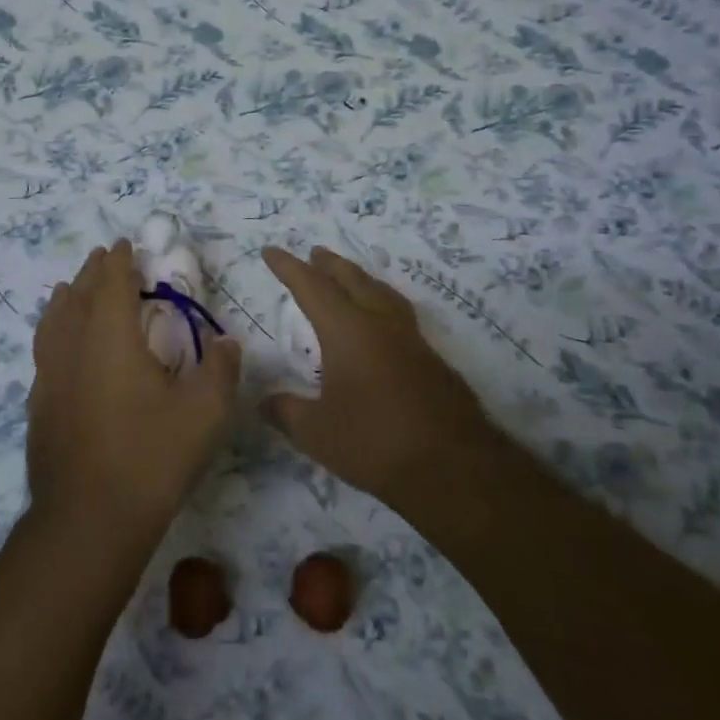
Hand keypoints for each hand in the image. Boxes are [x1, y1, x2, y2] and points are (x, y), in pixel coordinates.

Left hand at [27, 241, 240, 550]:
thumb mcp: (205, 413)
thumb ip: (221, 370)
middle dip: (91, 273)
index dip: (119, 260)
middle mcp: (74, 346)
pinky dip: (51, 333)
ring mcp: (50, 376)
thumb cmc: (151, 457)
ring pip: (52, 322)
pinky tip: (57, 348)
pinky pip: (43, 352)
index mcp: (111, 336)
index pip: (112, 283)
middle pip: (78, 295)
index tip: (123, 244)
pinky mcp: (38, 405)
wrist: (89, 518)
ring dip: (64, 299)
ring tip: (66, 289)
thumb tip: (228, 342)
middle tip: (101, 258)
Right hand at [262, 246, 491, 507]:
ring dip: (361, 279)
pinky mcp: (433, 361)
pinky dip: (383, 305)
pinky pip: (401, 316)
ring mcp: (412, 340)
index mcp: (348, 330)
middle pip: (353, 280)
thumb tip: (265, 402)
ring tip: (351, 278)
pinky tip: (383, 325)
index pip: (311, 287)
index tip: (270, 251)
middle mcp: (381, 324)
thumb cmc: (375, 443)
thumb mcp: (316, 433)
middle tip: (314, 252)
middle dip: (330, 264)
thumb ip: (286, 412)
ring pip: (383, 293)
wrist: (454, 468)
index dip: (288, 267)